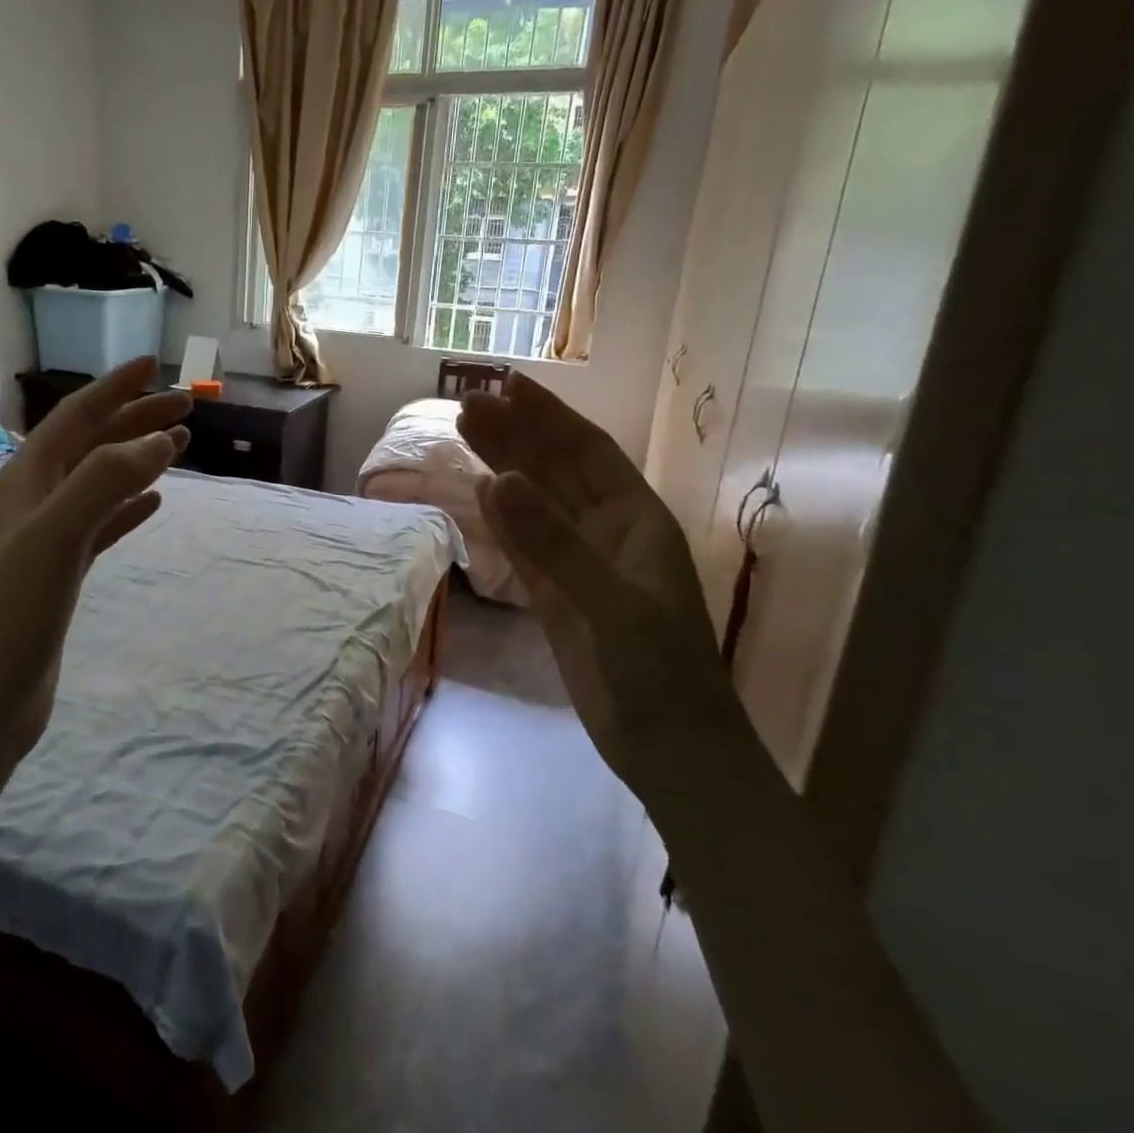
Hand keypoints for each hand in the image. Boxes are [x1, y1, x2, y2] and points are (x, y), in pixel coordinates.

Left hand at [0, 357, 190, 774]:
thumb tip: (156, 438)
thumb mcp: (55, 537)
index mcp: (23, 482)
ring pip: (98, 483)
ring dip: (136, 459)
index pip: (74, 418)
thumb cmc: (9, 615)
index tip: (155, 366)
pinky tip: (154, 504)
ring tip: (179, 446)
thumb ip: (104, 481)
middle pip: (90, 445)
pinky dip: (128, 508)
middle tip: (187, 408)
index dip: (114, 389)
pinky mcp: (58, 575)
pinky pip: (100, 525)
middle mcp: (31, 502)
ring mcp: (44, 540)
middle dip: (135, 420)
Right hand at [459, 377, 741, 796]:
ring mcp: (579, 564)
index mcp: (636, 520)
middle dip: (516, 435)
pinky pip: (524, 546)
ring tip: (465, 435)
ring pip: (536, 503)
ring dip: (504, 467)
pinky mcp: (557, 596)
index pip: (587, 452)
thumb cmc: (658, 671)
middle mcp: (607, 532)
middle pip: (555, 470)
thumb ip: (553, 541)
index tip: (509, 385)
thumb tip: (496, 479)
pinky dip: (501, 519)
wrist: (668, 747)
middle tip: (467, 406)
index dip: (550, 416)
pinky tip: (479, 495)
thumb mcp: (612, 602)